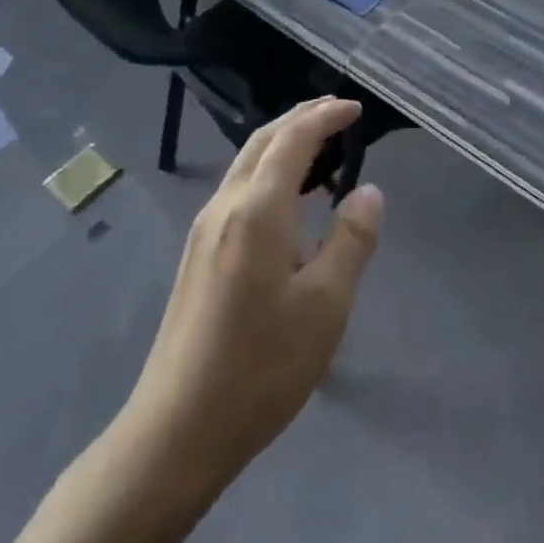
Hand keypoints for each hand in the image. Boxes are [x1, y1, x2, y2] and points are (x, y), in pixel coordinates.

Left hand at [126, 98, 383, 489]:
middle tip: (339, 113)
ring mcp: (205, 231)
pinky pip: (240, 189)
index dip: (326, 116)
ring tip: (321, 147)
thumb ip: (352, 240)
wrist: (174, 433)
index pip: (294, 139)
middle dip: (302, 118)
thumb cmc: (260, 367)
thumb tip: (368, 191)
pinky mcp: (198, 255)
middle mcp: (225, 206)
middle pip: (264, 140)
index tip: (356, 109)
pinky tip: (290, 200)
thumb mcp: (326, 305)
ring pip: (247, 163)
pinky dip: (270, 171)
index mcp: (257, 209)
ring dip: (284, 143)